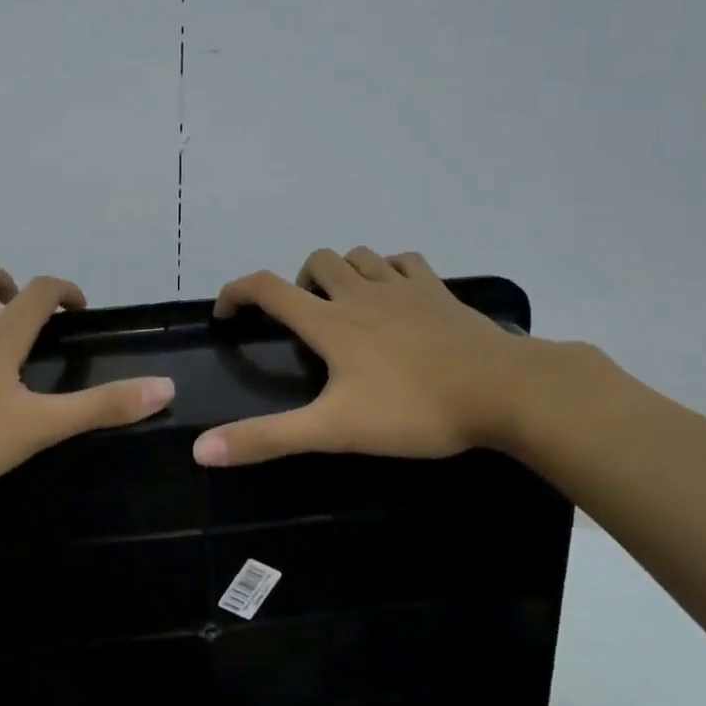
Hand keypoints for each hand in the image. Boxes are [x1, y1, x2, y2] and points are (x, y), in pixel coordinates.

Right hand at [191, 248, 534, 466]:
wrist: (504, 390)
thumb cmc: (413, 409)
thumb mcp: (333, 430)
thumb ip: (267, 438)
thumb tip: (201, 450)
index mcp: (329, 322)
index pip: (266, 288)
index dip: (236, 293)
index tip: (226, 314)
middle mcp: (360, 293)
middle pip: (315, 262)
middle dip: (297, 283)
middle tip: (302, 322)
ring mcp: (404, 288)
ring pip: (359, 255)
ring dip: (341, 272)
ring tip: (344, 306)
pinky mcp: (439, 293)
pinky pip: (405, 262)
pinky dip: (388, 270)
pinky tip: (394, 295)